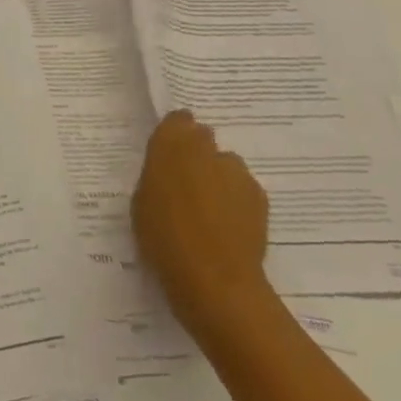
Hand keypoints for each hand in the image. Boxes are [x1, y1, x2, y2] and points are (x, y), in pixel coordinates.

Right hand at [132, 110, 273, 333]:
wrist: (215, 280)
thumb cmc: (164, 239)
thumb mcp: (142, 202)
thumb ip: (156, 176)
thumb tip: (169, 172)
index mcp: (171, 144)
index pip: (177, 120)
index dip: (174, 135)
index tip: (169, 155)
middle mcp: (206, 148)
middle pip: (203, 138)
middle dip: (197, 154)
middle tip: (186, 185)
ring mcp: (236, 171)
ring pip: (225, 164)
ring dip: (218, 177)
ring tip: (210, 211)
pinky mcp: (259, 195)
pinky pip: (242, 188)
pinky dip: (236, 200)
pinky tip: (228, 226)